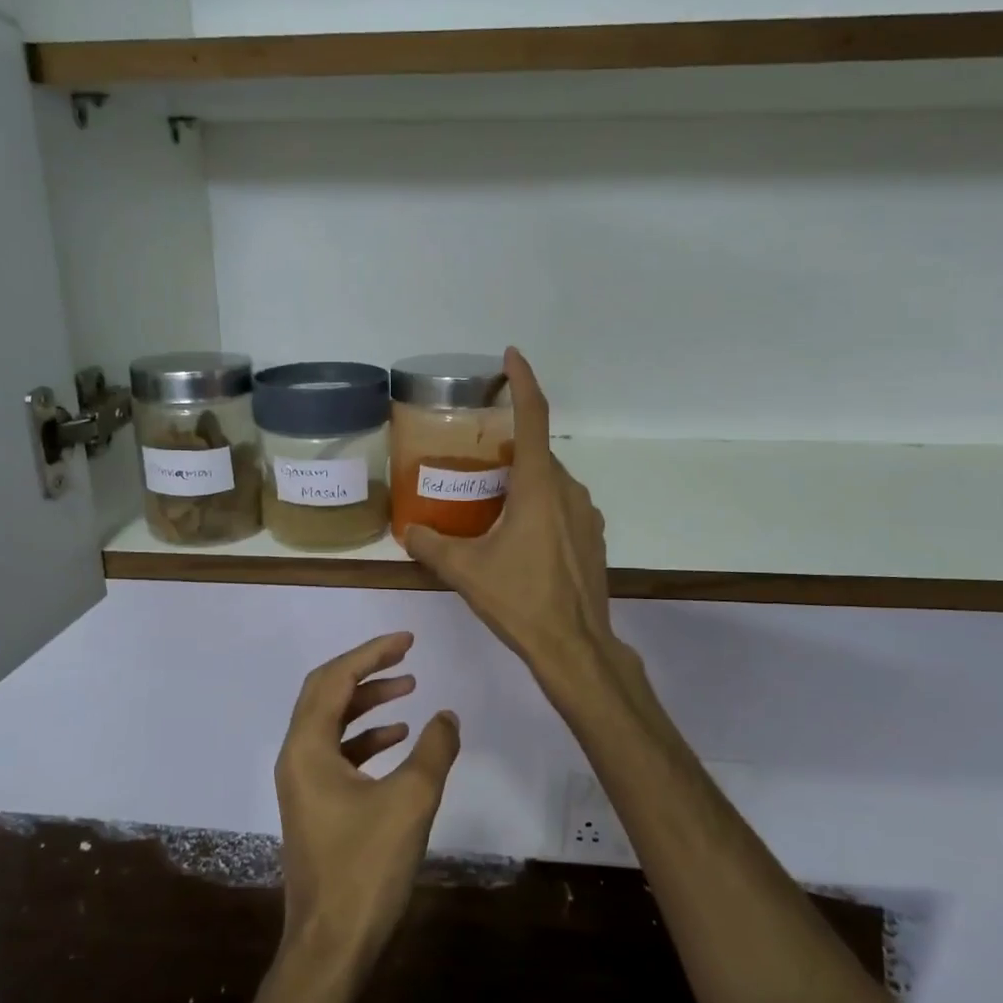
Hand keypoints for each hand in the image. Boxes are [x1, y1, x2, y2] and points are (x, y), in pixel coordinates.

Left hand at [274, 631, 459, 972]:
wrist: (330, 946)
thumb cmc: (365, 869)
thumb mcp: (410, 801)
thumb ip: (434, 750)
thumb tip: (447, 715)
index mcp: (308, 748)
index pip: (335, 679)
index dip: (371, 654)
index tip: (407, 641)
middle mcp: (297, 757)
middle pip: (326, 693)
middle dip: (366, 671)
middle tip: (406, 658)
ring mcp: (303, 783)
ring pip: (332, 723)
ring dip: (367, 703)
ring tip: (409, 692)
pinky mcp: (315, 806)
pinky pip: (338, 753)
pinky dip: (366, 738)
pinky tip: (399, 740)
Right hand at [403, 349, 620, 689]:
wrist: (574, 647)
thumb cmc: (520, 601)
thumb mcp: (465, 571)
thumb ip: (432, 545)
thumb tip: (409, 533)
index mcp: (540, 486)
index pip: (534, 417)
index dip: (523, 381)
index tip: (512, 356)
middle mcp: (569, 491)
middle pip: (538, 453)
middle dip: (510, 447)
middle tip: (477, 461)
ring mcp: (587, 515)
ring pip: (551, 481)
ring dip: (525, 481)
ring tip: (492, 502)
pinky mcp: (592, 538)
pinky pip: (563, 505)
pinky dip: (540, 505)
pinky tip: (518, 536)